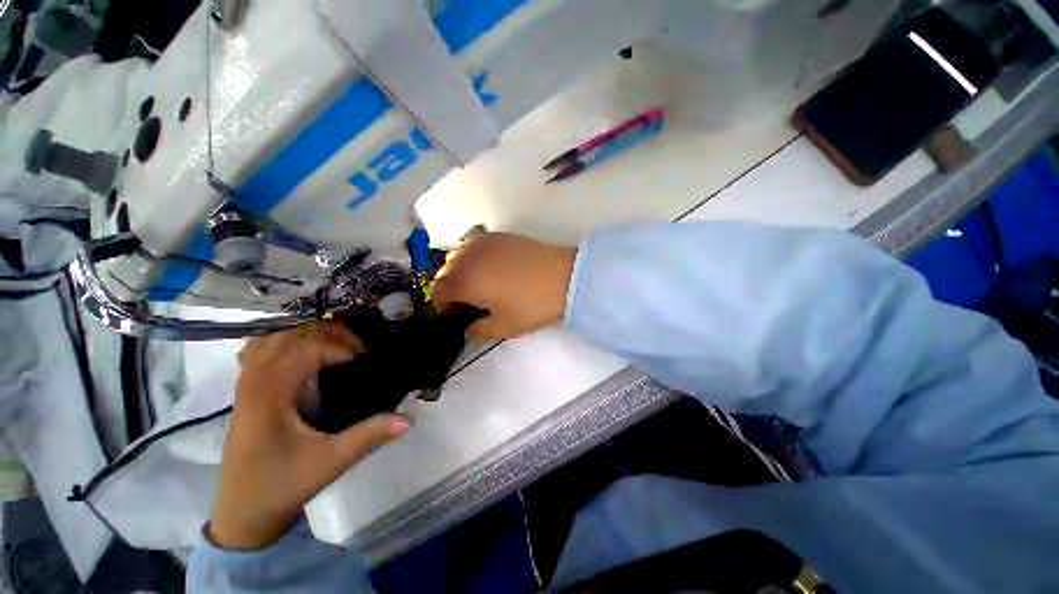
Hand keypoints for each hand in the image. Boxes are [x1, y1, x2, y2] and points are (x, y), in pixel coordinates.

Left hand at [208, 320, 410, 549]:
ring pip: (273, 338)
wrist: (243, 514)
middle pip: (290, 334)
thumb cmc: (284, 485)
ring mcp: (246, 385)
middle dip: (328, 333)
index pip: (309, 348)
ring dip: (306, 334)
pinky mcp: (247, 392)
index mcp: (270, 394)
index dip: (343, 347)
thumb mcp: (331, 461)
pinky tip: (304, 352)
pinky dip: (284, 342)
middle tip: (358, 346)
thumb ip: (370, 435)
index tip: (368, 358)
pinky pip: (261, 351)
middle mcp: (254, 381)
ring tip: (337, 343)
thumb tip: (409, 419)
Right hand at [431, 232, 576, 339]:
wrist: (565, 277)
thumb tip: (468, 327)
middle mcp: (467, 257)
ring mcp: (483, 242)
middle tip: (466, 301)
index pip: (437, 290)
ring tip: (476, 282)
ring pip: (456, 254)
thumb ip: (479, 330)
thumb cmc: (532, 305)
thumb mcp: (504, 327)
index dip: (441, 305)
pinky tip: (488, 265)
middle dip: (449, 287)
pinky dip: (471, 256)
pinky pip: (472, 243)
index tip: (455, 314)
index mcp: (465, 281)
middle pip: (444, 271)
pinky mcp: (498, 235)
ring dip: (458, 270)